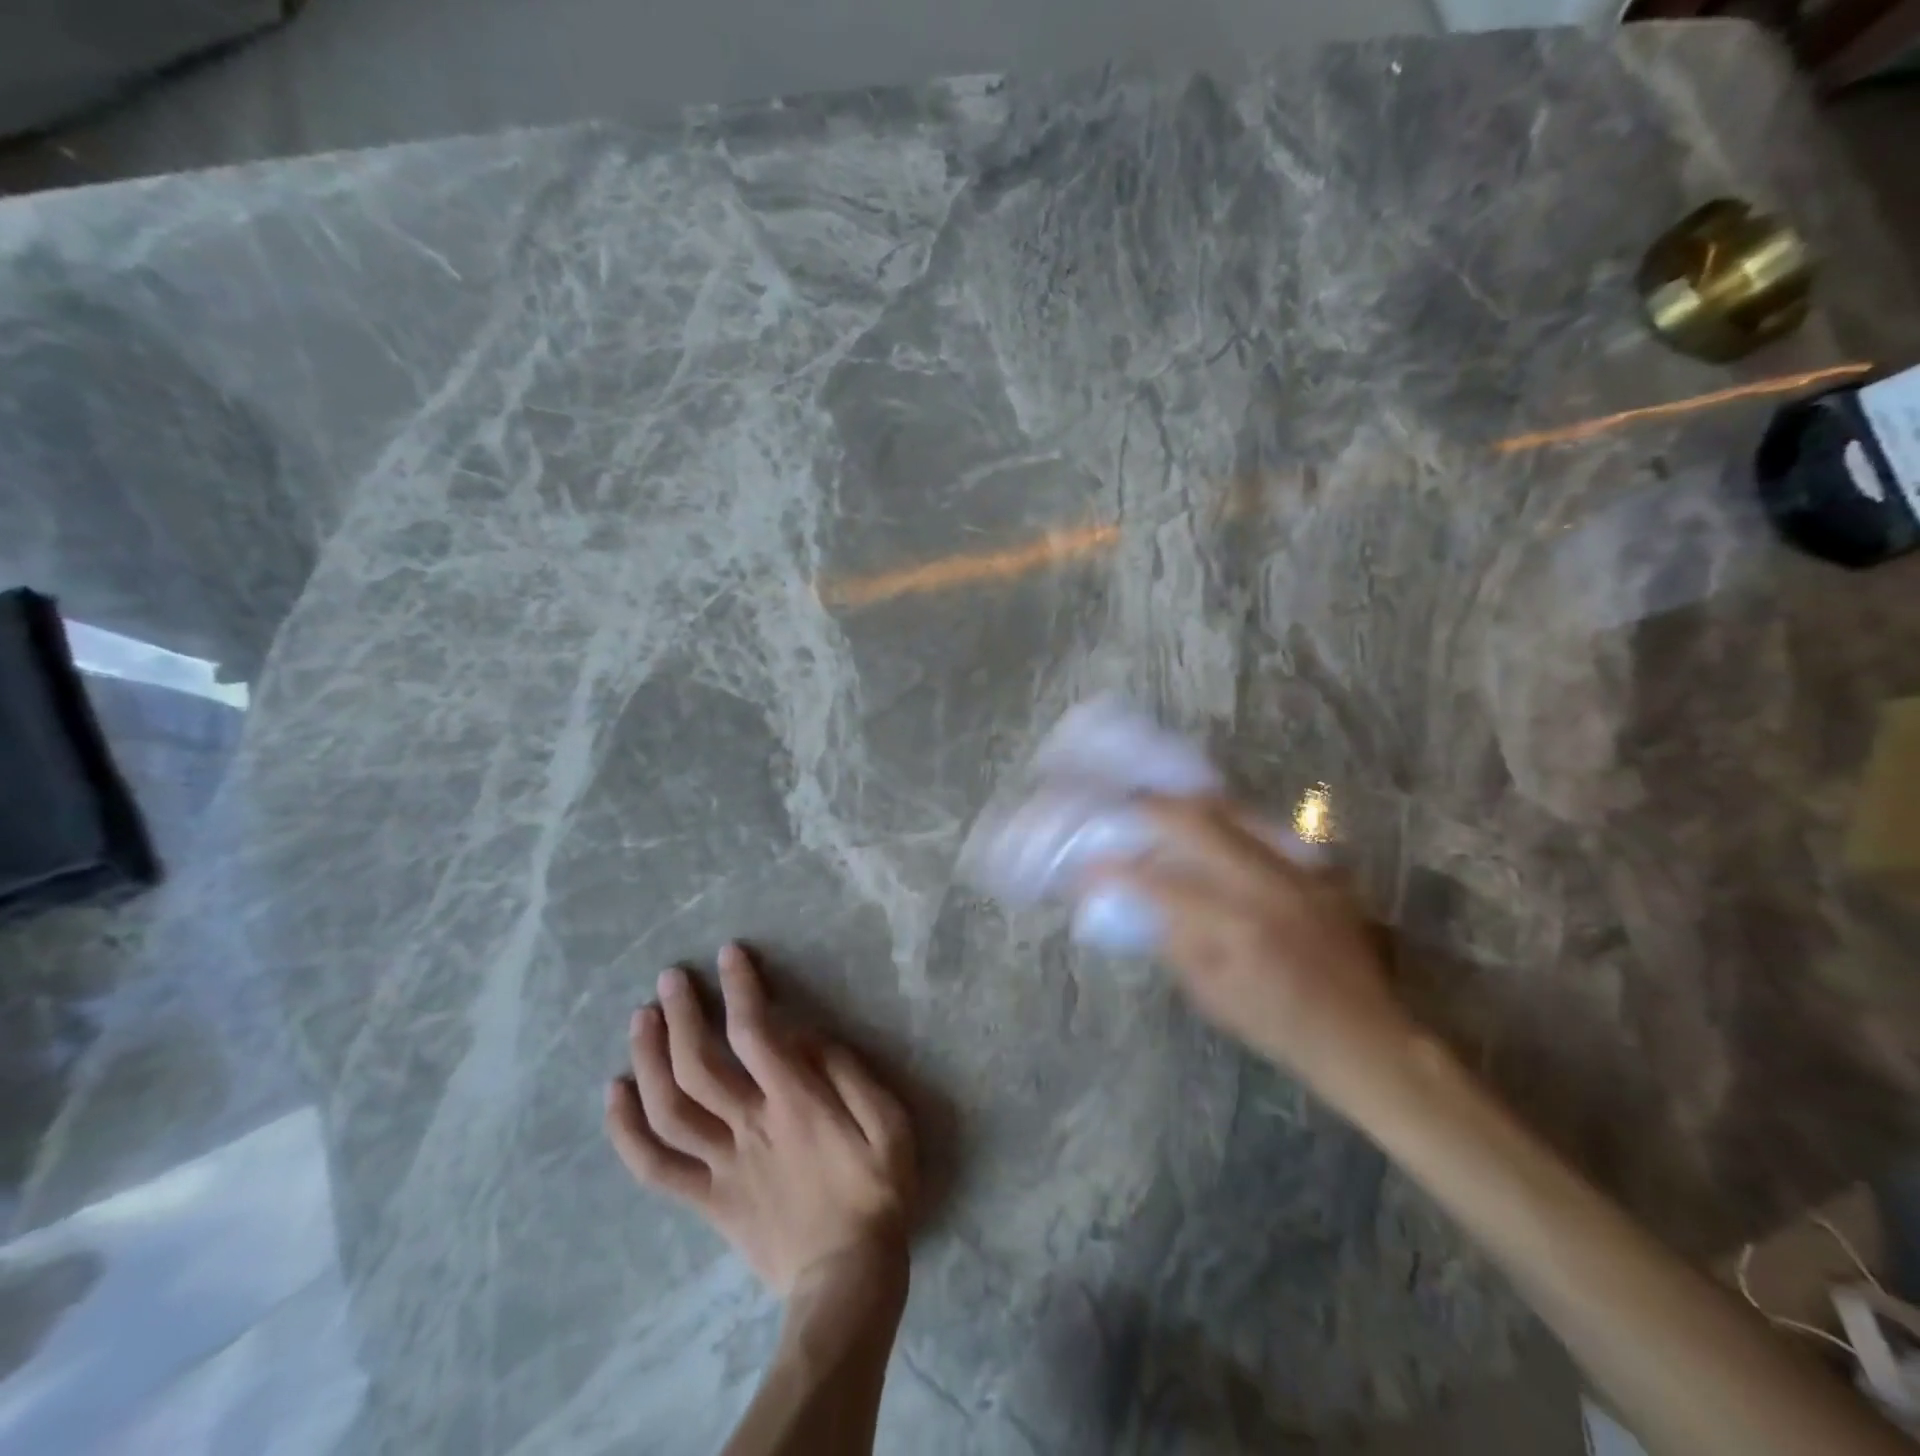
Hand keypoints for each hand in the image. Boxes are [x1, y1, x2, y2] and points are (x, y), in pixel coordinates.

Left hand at [605, 943, 916, 1298]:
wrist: (848, 1280)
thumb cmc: (877, 1193)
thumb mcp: (889, 1123)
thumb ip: (850, 1073)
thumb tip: (808, 1035)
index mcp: (794, 1104)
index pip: (754, 1034)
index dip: (739, 989)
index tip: (728, 955)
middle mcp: (748, 1127)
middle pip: (699, 1063)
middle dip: (680, 1014)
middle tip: (669, 978)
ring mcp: (721, 1166)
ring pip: (668, 1109)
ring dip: (648, 1059)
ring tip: (640, 1019)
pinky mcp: (708, 1200)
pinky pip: (655, 1168)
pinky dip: (627, 1131)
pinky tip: (614, 1094)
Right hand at [1091, 796, 1415, 1094]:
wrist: (1364, 1036)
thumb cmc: (1279, 1028)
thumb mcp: (1212, 996)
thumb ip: (1173, 941)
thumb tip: (1134, 901)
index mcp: (1236, 926)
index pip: (1160, 882)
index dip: (1117, 870)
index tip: (1089, 865)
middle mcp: (1268, 884)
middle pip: (1198, 820)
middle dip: (1151, 809)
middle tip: (1124, 809)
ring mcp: (1298, 869)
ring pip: (1234, 811)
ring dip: (1190, 805)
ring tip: (1162, 806)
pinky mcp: (1319, 868)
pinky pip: (1262, 827)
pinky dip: (1227, 821)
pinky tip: (1211, 829)